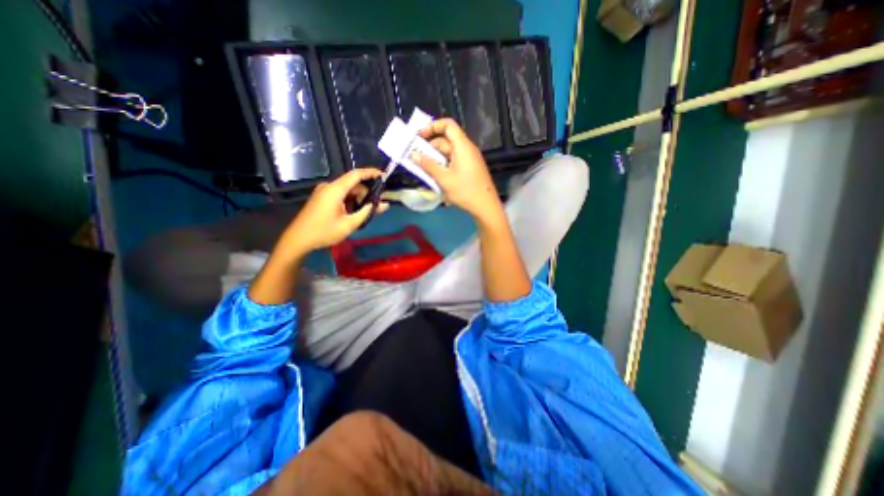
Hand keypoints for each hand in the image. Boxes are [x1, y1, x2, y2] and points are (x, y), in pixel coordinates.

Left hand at [274, 169, 388, 254]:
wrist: (298, 240)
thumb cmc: (324, 232)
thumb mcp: (350, 224)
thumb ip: (368, 212)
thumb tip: (384, 204)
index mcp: (335, 189)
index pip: (356, 175)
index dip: (371, 173)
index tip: (384, 176)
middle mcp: (329, 186)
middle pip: (353, 184)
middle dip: (367, 193)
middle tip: (377, 206)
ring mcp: (324, 192)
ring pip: (348, 190)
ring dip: (359, 199)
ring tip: (366, 213)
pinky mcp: (322, 198)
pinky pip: (341, 195)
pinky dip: (350, 201)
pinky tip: (354, 213)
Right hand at [408, 119, 500, 222]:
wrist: (486, 207)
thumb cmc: (465, 191)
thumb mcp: (444, 179)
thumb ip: (428, 165)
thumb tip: (413, 155)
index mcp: (463, 146)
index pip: (448, 125)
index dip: (432, 126)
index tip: (419, 137)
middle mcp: (467, 149)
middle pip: (446, 140)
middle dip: (430, 147)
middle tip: (416, 158)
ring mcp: (470, 159)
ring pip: (449, 152)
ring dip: (436, 158)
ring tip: (423, 169)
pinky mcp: (470, 169)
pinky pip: (454, 161)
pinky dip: (443, 165)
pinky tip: (436, 176)